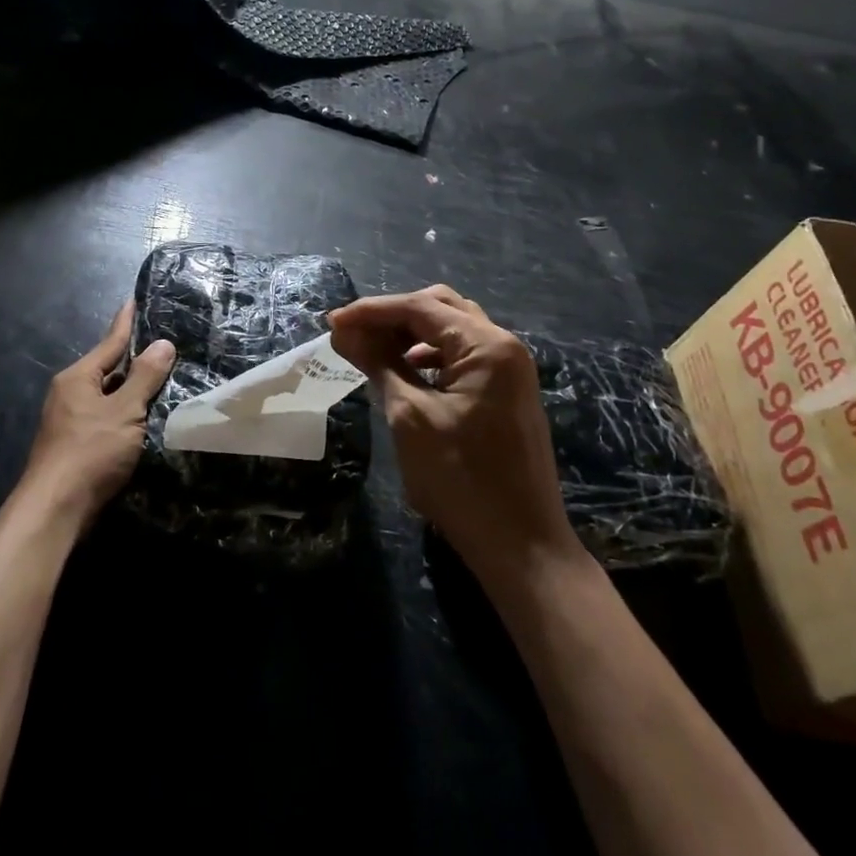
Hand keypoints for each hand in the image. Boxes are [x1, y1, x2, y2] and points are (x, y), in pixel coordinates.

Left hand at [23, 300, 175, 530]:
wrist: (55, 511)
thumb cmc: (90, 452)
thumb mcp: (124, 411)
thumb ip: (144, 377)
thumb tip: (163, 344)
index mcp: (78, 378)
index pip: (110, 342)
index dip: (125, 322)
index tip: (134, 300)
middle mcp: (70, 394)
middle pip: (108, 369)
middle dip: (134, 359)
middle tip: (163, 344)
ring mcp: (70, 421)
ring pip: (108, 396)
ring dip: (132, 390)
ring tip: (162, 377)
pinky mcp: (77, 446)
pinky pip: (107, 418)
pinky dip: (126, 413)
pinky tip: (145, 418)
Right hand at [329, 286, 578, 588]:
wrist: (522, 547)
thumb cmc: (461, 480)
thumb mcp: (410, 416)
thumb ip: (378, 363)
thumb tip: (343, 331)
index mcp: (486, 345)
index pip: (420, 307)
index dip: (372, 311)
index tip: (332, 323)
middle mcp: (504, 345)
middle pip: (440, 307)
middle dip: (393, 316)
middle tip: (353, 334)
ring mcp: (510, 369)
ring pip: (453, 329)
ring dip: (411, 333)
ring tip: (372, 351)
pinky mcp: (507, 392)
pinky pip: (464, 355)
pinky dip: (431, 355)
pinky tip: (405, 372)